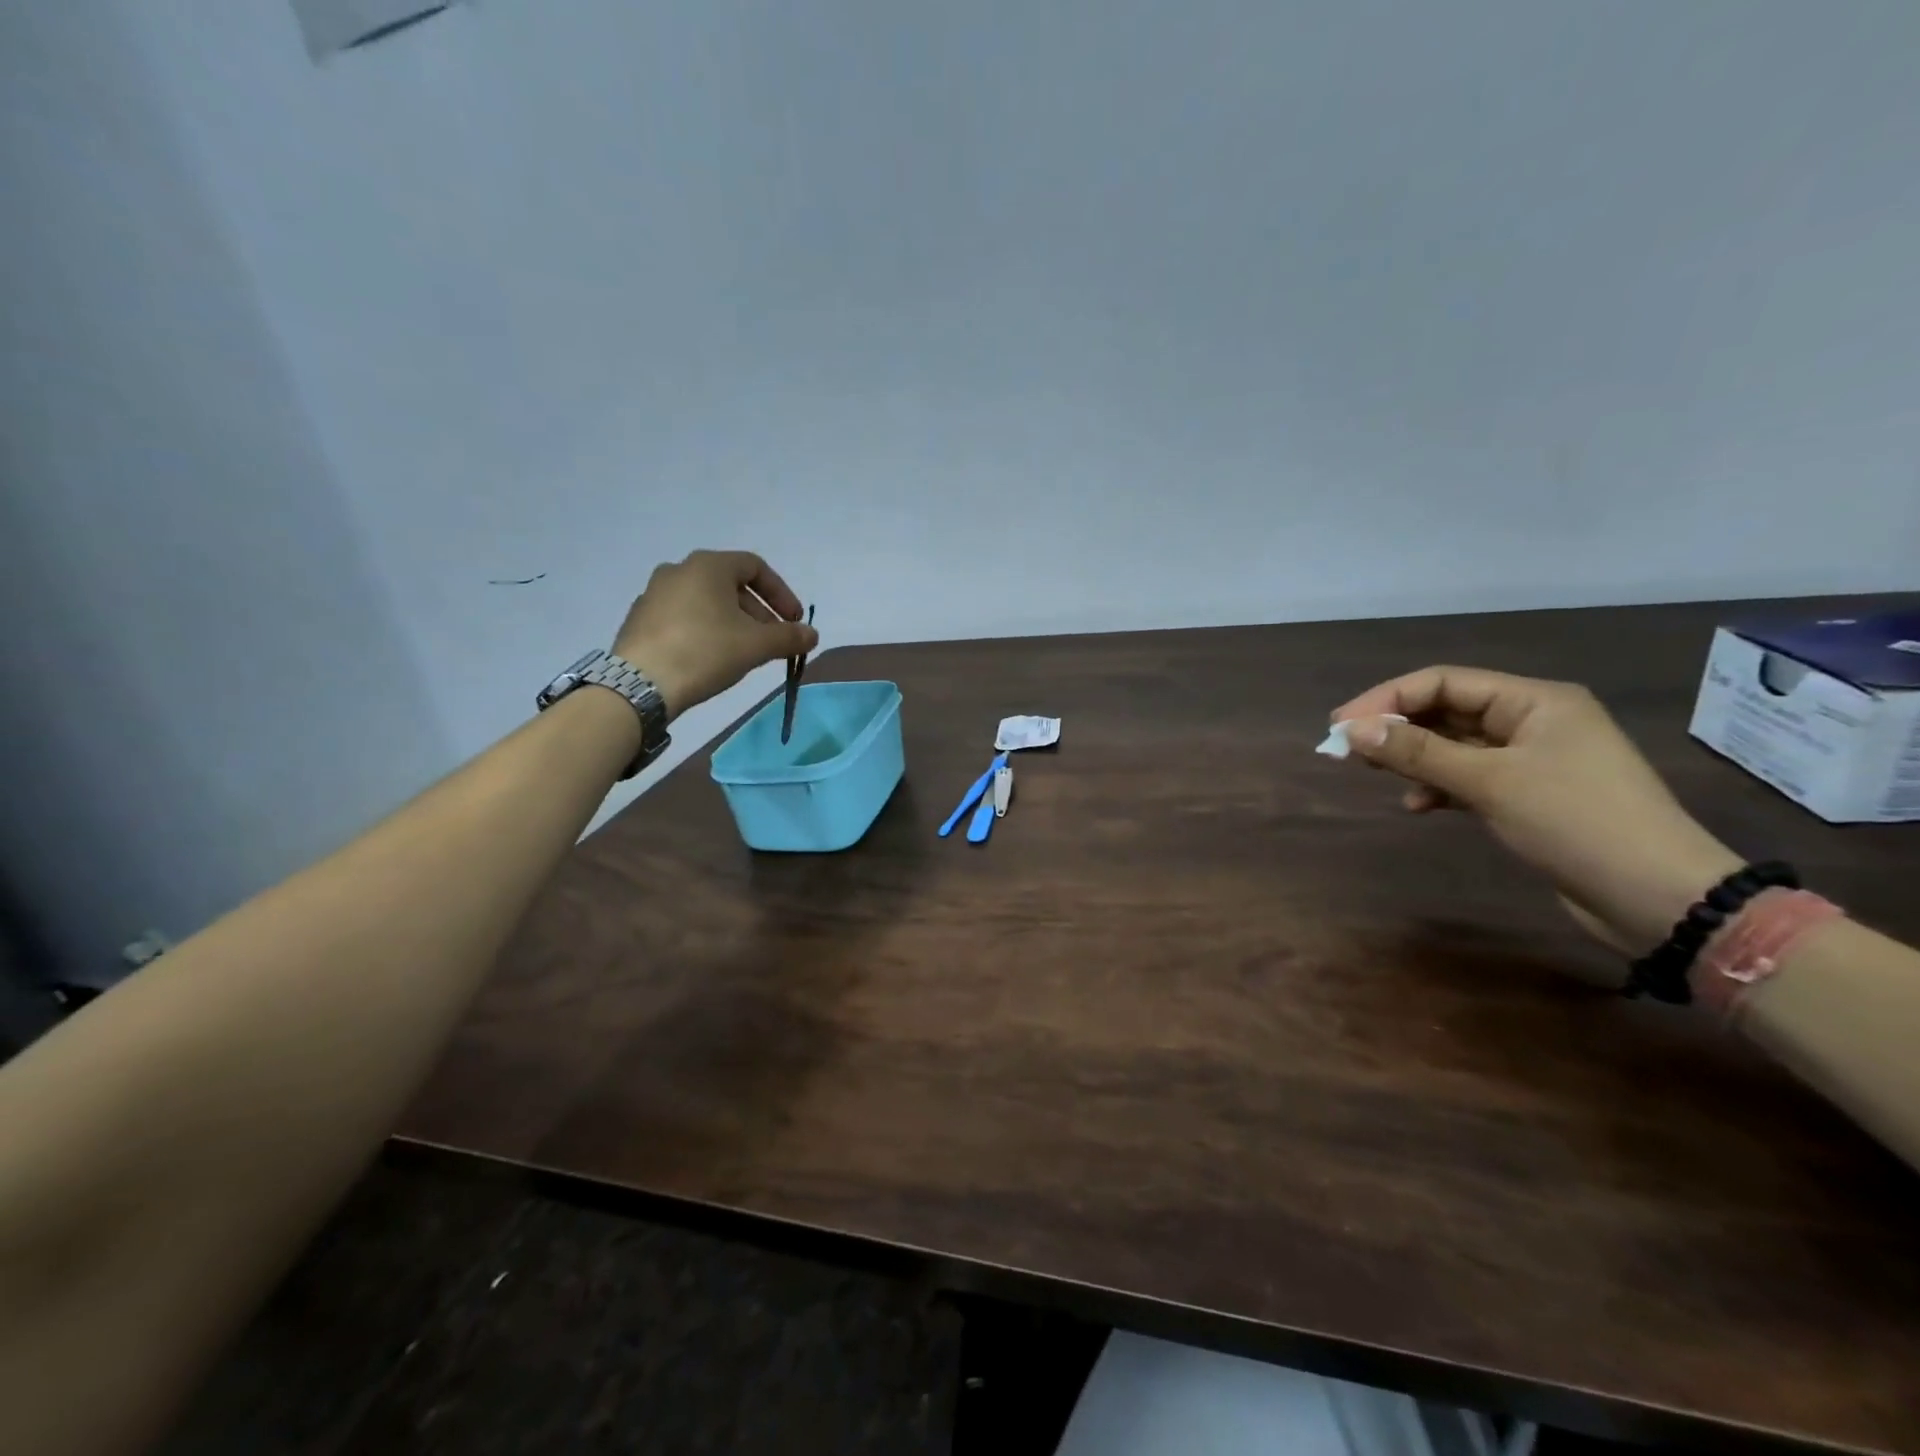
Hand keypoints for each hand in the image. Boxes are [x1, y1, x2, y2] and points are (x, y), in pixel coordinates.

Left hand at [613, 550, 817, 717]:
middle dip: (759, 612)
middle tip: (773, 641)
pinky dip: (706, 630)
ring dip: (733, 622)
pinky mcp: (640, 620)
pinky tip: (711, 658)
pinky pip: (684, 618)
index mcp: (708, 566)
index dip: (781, 593)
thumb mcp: (756, 645)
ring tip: (745, 652)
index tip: (794, 621)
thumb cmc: (705, 652)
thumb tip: (811, 634)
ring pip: (706, 602)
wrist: (640, 685)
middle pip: (730, 585)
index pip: (755, 567)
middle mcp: (678, 570)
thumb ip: (789, 636)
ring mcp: (654, 594)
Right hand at [1331, 667, 1742, 954]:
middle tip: (1345, 749)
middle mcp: (1534, 721)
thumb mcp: (1489, 782)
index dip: (1387, 699)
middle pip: (1446, 711)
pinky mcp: (1530, 795)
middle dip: (1396, 727)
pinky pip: (1469, 777)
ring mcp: (1533, 759)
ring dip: (1413, 757)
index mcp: (1535, 701)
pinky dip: (1438, 786)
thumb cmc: (1576, 822)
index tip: (1340, 726)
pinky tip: (1418, 805)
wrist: (1659, 897)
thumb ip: (1418, 752)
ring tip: (1374, 773)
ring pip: (1454, 745)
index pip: (1444, 682)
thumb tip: (1352, 730)